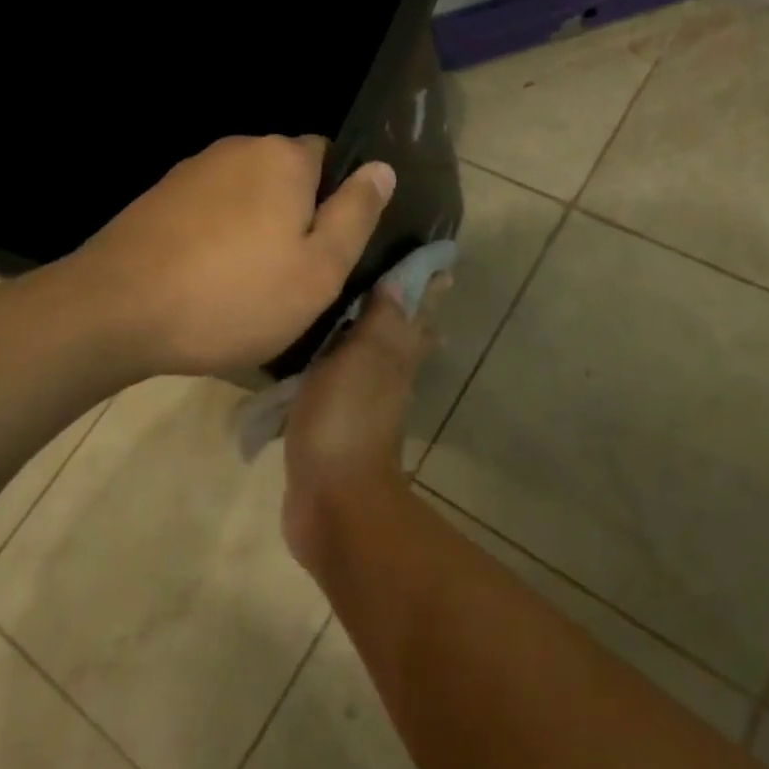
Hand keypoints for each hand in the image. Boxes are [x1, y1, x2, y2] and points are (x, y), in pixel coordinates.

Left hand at [77, 135, 394, 376]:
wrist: (115, 311)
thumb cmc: (234, 295)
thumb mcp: (319, 269)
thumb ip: (357, 214)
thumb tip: (382, 168)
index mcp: (283, 157)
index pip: (331, 158)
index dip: (337, 203)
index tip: (327, 250)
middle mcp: (237, 148)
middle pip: (286, 177)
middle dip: (294, 216)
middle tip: (290, 277)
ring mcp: (191, 170)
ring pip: (246, 196)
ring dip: (254, 229)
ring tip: (245, 286)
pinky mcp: (158, 197)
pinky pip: (209, 211)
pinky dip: (216, 238)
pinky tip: (206, 280)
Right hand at [280, 275, 447, 572]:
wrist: (334, 499)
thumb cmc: (346, 419)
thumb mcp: (363, 359)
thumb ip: (379, 322)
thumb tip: (399, 284)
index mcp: (396, 360)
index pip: (416, 316)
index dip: (427, 292)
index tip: (442, 269)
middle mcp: (389, 382)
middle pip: (405, 341)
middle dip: (411, 317)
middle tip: (413, 292)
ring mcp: (365, 409)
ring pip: (377, 365)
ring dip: (378, 344)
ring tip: (364, 324)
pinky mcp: (338, 431)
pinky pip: (345, 390)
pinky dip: (342, 373)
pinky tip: (326, 371)